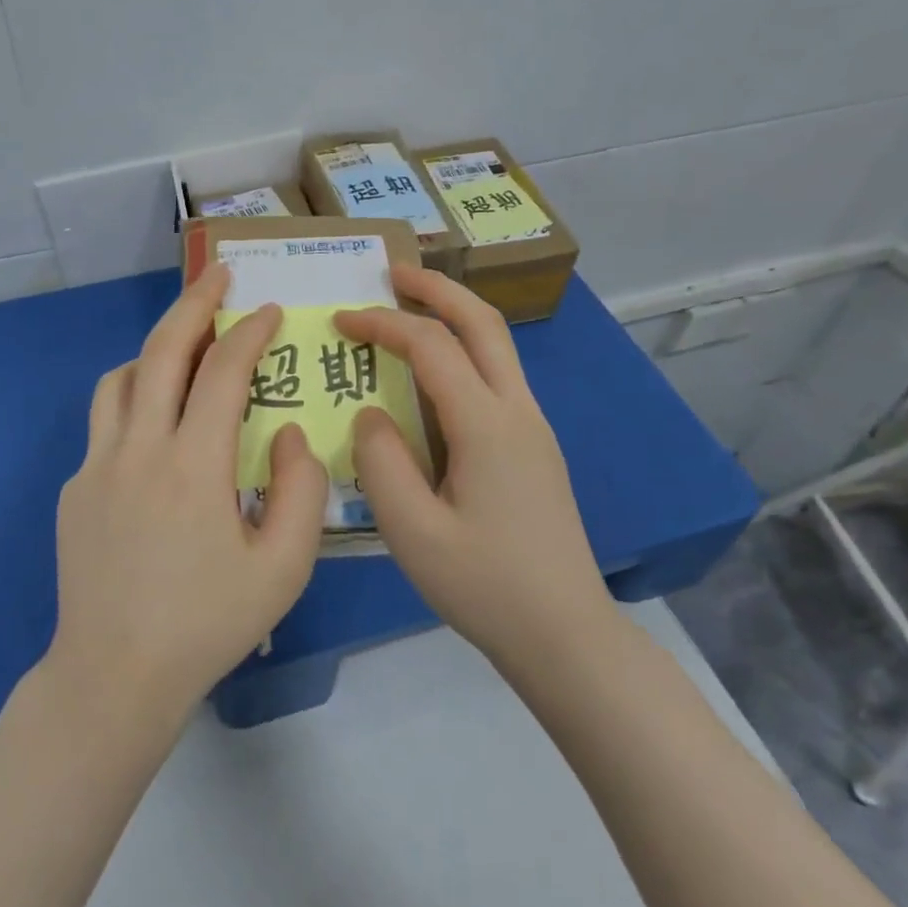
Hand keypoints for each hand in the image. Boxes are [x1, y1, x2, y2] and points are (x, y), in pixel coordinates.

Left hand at [49, 263, 328, 722]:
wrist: (114, 676)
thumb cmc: (208, 624)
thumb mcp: (283, 567)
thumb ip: (300, 490)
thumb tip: (286, 431)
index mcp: (193, 465)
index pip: (223, 371)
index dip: (250, 332)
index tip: (270, 309)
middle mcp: (138, 448)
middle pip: (163, 349)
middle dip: (194, 303)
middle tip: (220, 276)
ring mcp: (96, 464)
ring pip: (122, 377)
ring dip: (158, 349)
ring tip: (188, 349)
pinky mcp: (75, 487)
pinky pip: (106, 420)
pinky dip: (135, 398)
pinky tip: (157, 427)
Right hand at [335, 266, 613, 672]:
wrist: (566, 635)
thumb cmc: (486, 587)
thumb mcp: (413, 533)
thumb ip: (381, 463)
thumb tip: (371, 414)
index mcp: (487, 425)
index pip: (431, 346)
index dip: (383, 323)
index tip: (341, 319)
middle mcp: (518, 411)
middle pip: (482, 322)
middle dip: (436, 287)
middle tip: (392, 271)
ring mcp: (533, 428)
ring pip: (496, 345)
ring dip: (454, 315)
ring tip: (409, 308)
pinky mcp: (534, 448)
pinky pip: (496, 377)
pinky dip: (462, 352)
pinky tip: (432, 376)